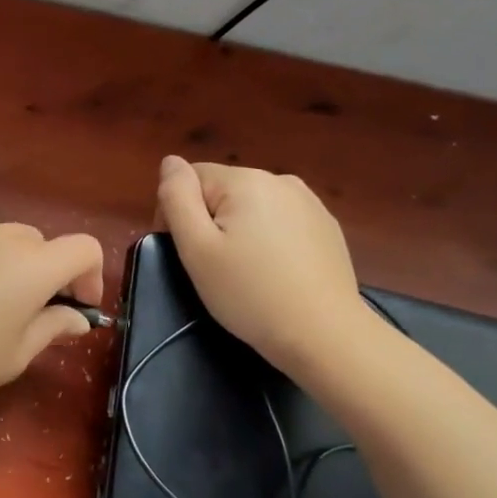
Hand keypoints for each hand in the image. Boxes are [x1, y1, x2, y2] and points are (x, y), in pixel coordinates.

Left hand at [0, 220, 104, 409]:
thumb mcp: (14, 355)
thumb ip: (53, 328)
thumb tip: (78, 317)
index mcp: (33, 266)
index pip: (85, 247)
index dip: (91, 276)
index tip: (75, 308)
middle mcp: (4, 237)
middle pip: (45, 243)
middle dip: (50, 274)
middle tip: (31, 315)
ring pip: (10, 239)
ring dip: (16, 264)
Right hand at [155, 156, 367, 371]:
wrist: (324, 335)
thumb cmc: (249, 293)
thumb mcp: (196, 248)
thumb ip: (177, 198)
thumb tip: (170, 162)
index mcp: (245, 180)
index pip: (191, 179)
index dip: (177, 213)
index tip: (185, 253)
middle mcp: (280, 180)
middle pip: (222, 191)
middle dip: (210, 221)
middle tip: (212, 268)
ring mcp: (309, 203)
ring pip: (252, 207)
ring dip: (239, 230)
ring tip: (244, 272)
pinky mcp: (327, 227)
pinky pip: (280, 222)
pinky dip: (268, 241)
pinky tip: (274, 273)